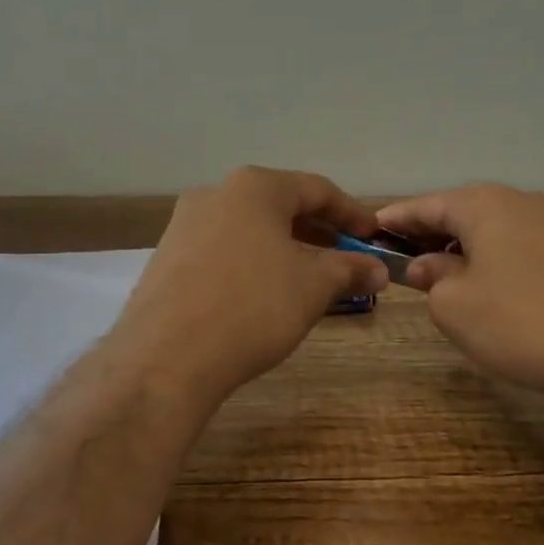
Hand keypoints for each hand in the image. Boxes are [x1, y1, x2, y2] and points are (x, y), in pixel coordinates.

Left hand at [114, 167, 388, 407]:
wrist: (167, 356)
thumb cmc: (253, 306)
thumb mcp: (313, 286)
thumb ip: (349, 269)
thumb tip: (377, 268)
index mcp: (255, 187)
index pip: (317, 190)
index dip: (352, 214)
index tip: (373, 238)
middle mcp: (216, 194)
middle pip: (279, 206)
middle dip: (317, 233)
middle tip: (345, 259)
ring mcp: (184, 225)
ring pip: (249, 230)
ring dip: (284, 250)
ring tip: (307, 280)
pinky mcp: (166, 258)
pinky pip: (222, 252)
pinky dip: (251, 264)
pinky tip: (261, 295)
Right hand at [377, 185, 543, 406]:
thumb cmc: (518, 321)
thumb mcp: (454, 304)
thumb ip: (432, 277)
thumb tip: (427, 266)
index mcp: (484, 204)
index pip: (426, 205)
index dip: (395, 219)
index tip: (368, 230)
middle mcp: (519, 202)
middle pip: (460, 212)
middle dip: (428, 233)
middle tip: (398, 256)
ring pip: (491, 229)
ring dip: (460, 248)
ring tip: (436, 274)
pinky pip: (516, 246)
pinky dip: (490, 258)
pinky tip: (483, 285)